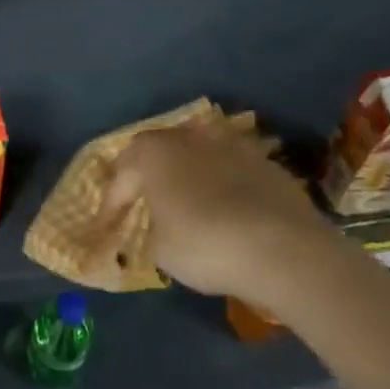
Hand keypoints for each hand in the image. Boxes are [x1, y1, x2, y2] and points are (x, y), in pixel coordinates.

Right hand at [107, 119, 329, 300]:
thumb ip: (152, 232)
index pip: (122, 176)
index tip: (106, 229)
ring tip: (184, 199)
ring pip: (197, 154)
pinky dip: (222, 185)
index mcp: (153, 153)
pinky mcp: (265, 163)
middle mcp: (188, 138)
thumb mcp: (161, 250)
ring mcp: (230, 145)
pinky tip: (225, 209)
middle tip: (139, 200)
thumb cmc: (204, 244)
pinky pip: (231, 170)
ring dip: (186, 173)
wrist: (283, 248)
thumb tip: (160, 229)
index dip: (111, 204)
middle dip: (145, 174)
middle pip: (158, 151)